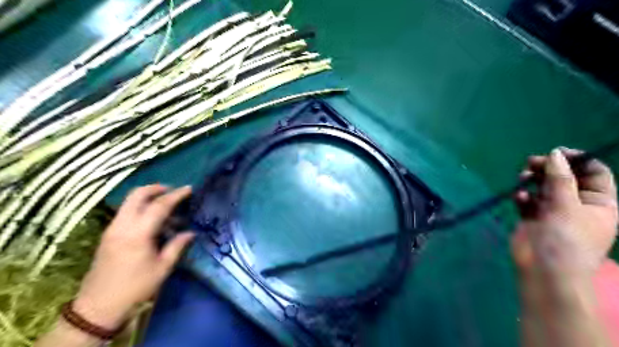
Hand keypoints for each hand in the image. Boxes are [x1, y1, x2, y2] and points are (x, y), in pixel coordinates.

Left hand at [72, 184, 194, 329]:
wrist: (98, 307)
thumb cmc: (136, 287)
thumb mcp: (162, 267)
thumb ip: (177, 246)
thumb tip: (190, 233)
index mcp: (138, 233)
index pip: (159, 206)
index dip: (176, 195)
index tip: (189, 188)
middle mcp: (122, 226)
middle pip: (137, 195)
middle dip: (156, 188)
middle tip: (173, 191)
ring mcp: (112, 229)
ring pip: (129, 202)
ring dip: (148, 197)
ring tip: (166, 206)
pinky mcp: (108, 235)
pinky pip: (125, 212)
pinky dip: (140, 207)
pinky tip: (152, 220)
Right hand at [513, 147, 618, 346]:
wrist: (544, 271)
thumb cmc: (566, 239)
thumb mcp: (566, 205)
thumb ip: (559, 178)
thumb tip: (555, 153)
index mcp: (599, 203)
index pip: (594, 173)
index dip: (577, 160)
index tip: (556, 152)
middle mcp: (577, 204)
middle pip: (564, 177)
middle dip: (548, 168)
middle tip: (531, 163)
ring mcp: (553, 211)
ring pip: (543, 187)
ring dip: (532, 180)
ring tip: (522, 178)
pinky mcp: (533, 217)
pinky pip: (528, 200)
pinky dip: (523, 196)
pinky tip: (518, 198)